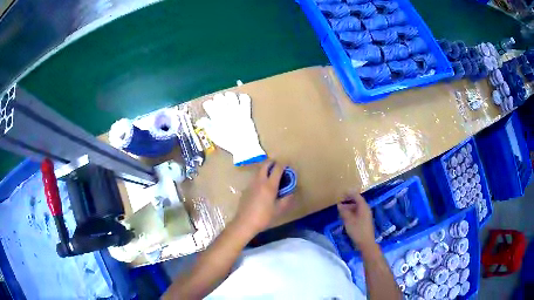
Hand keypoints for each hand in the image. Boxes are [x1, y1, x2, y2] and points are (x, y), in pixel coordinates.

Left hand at [233, 161, 293, 234]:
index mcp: (269, 185)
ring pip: (259, 171)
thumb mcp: (279, 209)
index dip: (284, 165)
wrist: (245, 223)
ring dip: (266, 169)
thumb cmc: (264, 217)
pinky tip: (263, 187)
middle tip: (279, 167)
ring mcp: (251, 184)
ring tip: (272, 176)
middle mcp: (259, 181)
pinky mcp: (246, 189)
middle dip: (273, 163)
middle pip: (265, 165)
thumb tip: (291, 192)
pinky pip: (255, 179)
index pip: (277, 168)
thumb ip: (287, 199)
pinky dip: (261, 177)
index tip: (288, 165)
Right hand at [338, 193, 375, 249]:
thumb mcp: (349, 221)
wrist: (366, 242)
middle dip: (349, 201)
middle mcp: (366, 210)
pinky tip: (346, 217)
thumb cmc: (357, 230)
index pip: (357, 197)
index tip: (342, 193)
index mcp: (363, 207)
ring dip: (349, 208)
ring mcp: (366, 216)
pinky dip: (352, 213)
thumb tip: (340, 205)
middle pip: (357, 202)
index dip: (350, 194)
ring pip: (357, 208)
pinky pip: (358, 213)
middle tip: (340, 202)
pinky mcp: (365, 221)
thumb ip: (344, 212)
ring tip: (341, 210)